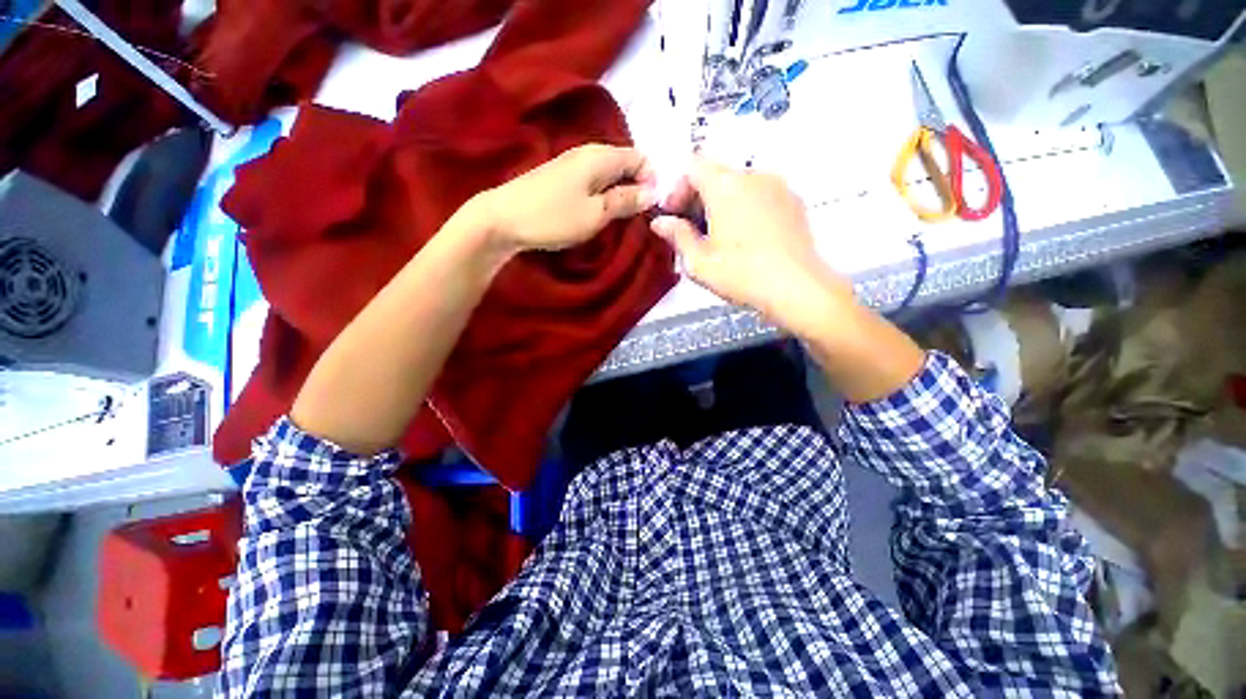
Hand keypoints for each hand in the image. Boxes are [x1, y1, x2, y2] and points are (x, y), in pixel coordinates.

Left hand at [479, 144, 656, 254]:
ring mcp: (572, 165)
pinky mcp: (561, 178)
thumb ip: (626, 200)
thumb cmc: (554, 217)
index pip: (640, 158)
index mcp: (601, 156)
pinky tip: (598, 214)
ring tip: (619, 220)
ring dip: (619, 195)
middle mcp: (588, 153)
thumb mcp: (596, 213)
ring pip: (609, 175)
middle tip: (636, 219)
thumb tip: (653, 192)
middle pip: (625, 165)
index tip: (652, 209)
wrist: (502, 219)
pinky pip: (593, 183)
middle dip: (636, 189)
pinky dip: (602, 197)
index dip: (652, 181)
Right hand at [651, 159, 852, 337]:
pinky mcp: (794, 202)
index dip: (676, 188)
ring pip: (738, 185)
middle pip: (716, 174)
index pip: (692, 167)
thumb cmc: (742, 275)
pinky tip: (744, 239)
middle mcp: (753, 176)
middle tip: (690, 230)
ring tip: (718, 237)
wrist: (797, 288)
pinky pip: (760, 195)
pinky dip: (744, 208)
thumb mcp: (699, 261)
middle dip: (697, 198)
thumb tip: (661, 222)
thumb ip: (677, 235)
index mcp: (726, 186)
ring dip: (720, 204)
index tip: (673, 215)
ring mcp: (778, 187)